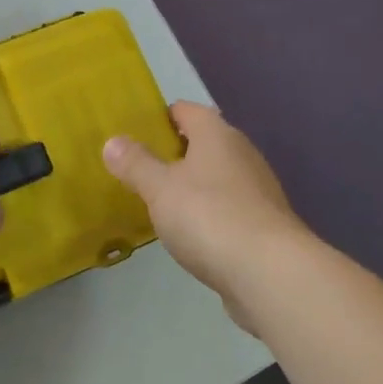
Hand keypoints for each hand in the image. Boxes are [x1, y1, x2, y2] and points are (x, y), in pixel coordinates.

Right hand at [103, 102, 311, 324]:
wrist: (270, 273)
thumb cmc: (209, 216)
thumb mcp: (160, 189)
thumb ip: (135, 164)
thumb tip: (112, 141)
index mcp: (217, 134)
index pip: (186, 110)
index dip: (161, 117)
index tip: (135, 131)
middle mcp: (242, 153)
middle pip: (204, 142)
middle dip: (175, 153)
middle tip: (141, 167)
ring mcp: (258, 190)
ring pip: (218, 176)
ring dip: (194, 185)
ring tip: (161, 201)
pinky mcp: (265, 224)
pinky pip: (229, 207)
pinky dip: (210, 213)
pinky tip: (192, 233)